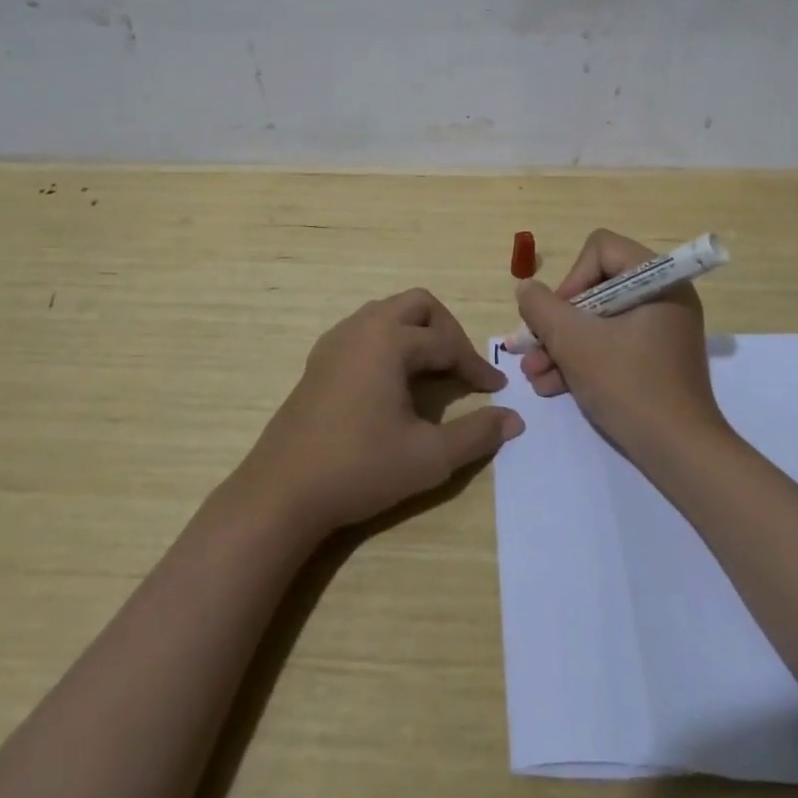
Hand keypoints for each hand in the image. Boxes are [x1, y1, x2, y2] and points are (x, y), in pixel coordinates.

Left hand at [237, 289, 522, 536]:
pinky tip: (392, 381)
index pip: (447, 343)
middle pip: (418, 305)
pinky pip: (364, 330)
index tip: (496, 391)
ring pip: (388, 313)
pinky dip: (389, 342)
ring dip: (417, 333)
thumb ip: (476, 434)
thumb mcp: (429, 457)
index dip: (476, 367)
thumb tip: (514, 419)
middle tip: (462, 368)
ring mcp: (336, 340)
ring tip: (432, 371)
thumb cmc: (360, 468)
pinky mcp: (319, 359)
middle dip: (447, 331)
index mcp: (389, 340)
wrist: (283, 492)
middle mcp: (362, 327)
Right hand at [514, 229, 729, 461]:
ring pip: (599, 320)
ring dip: (562, 345)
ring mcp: (660, 330)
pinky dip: (582, 360)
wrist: (680, 454)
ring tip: (534, 375)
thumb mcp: (574, 342)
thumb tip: (526, 289)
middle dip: (558, 322)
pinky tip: (552, 386)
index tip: (558, 316)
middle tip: (532, 348)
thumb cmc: (629, 385)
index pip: (601, 249)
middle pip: (595, 287)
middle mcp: (663, 297)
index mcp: (658, 280)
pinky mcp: (655, 359)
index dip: (571, 279)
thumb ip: (542, 308)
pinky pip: (612, 344)